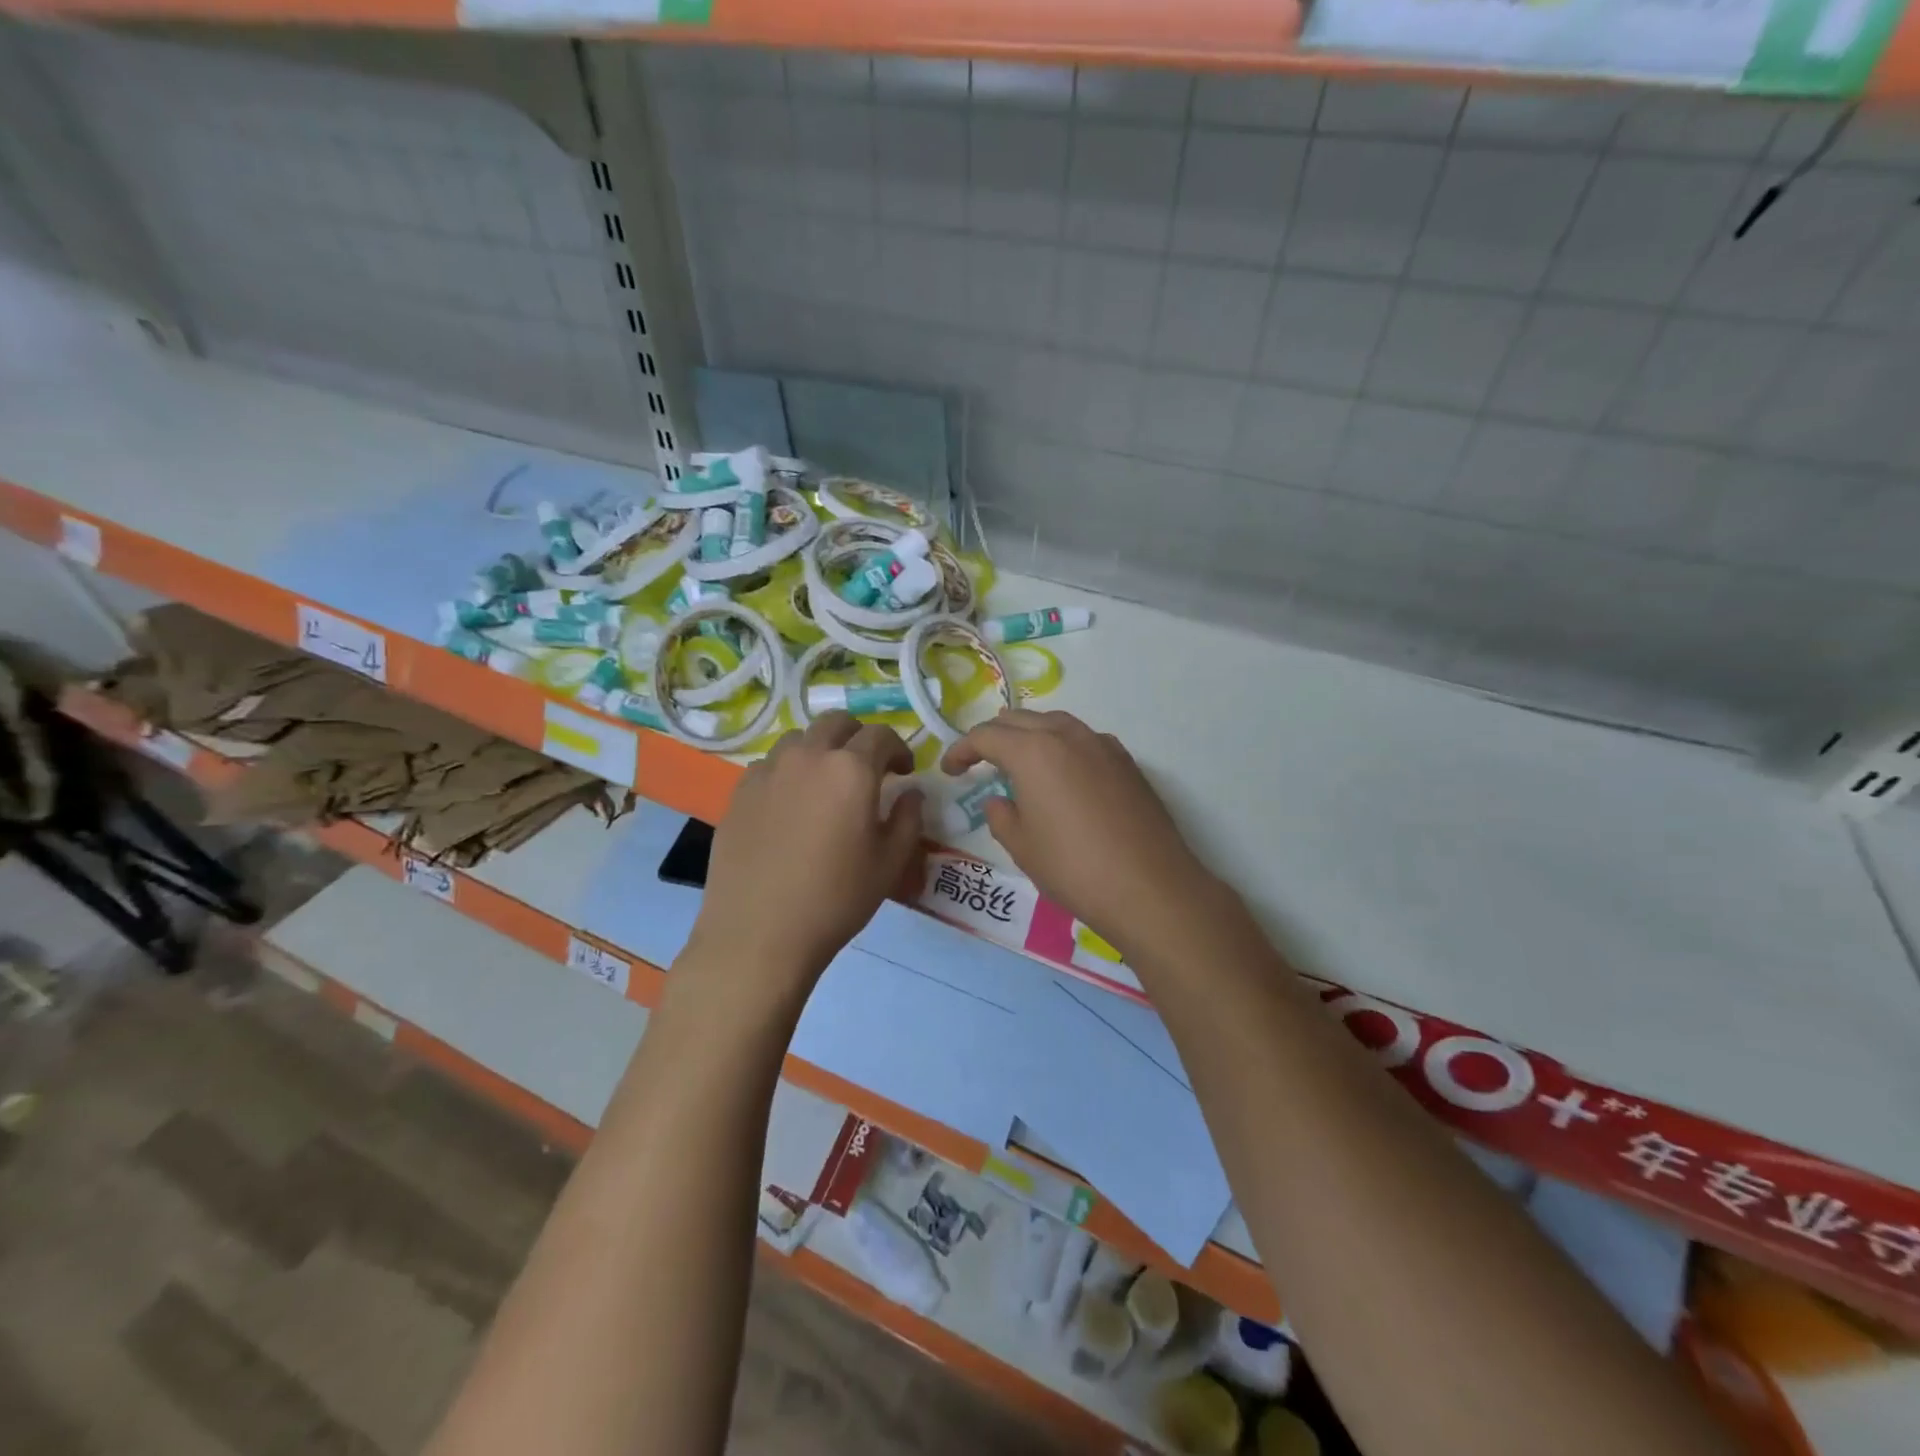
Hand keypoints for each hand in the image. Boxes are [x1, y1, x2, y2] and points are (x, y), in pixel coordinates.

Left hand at [680, 713, 922, 1006]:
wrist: (759, 933)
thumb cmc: (835, 899)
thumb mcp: (889, 863)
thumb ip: (907, 818)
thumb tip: (910, 793)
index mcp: (851, 770)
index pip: (881, 736)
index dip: (898, 749)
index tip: (904, 771)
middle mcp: (808, 757)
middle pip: (836, 723)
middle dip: (858, 737)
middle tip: (867, 767)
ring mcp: (768, 771)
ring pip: (799, 739)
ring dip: (820, 749)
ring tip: (825, 783)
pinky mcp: (739, 792)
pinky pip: (769, 765)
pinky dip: (788, 771)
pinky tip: (790, 805)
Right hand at [941, 710, 1215, 957]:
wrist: (1150, 887)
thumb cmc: (1074, 868)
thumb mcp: (1022, 846)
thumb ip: (1001, 816)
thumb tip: (999, 801)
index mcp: (1033, 751)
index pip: (986, 736)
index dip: (961, 750)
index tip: (950, 769)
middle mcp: (1068, 735)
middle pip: (1020, 720)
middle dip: (993, 736)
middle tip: (978, 761)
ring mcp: (1102, 744)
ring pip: (1055, 724)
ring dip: (1029, 736)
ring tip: (1018, 761)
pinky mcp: (1127, 762)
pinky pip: (1083, 740)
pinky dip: (1062, 747)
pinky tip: (1063, 775)